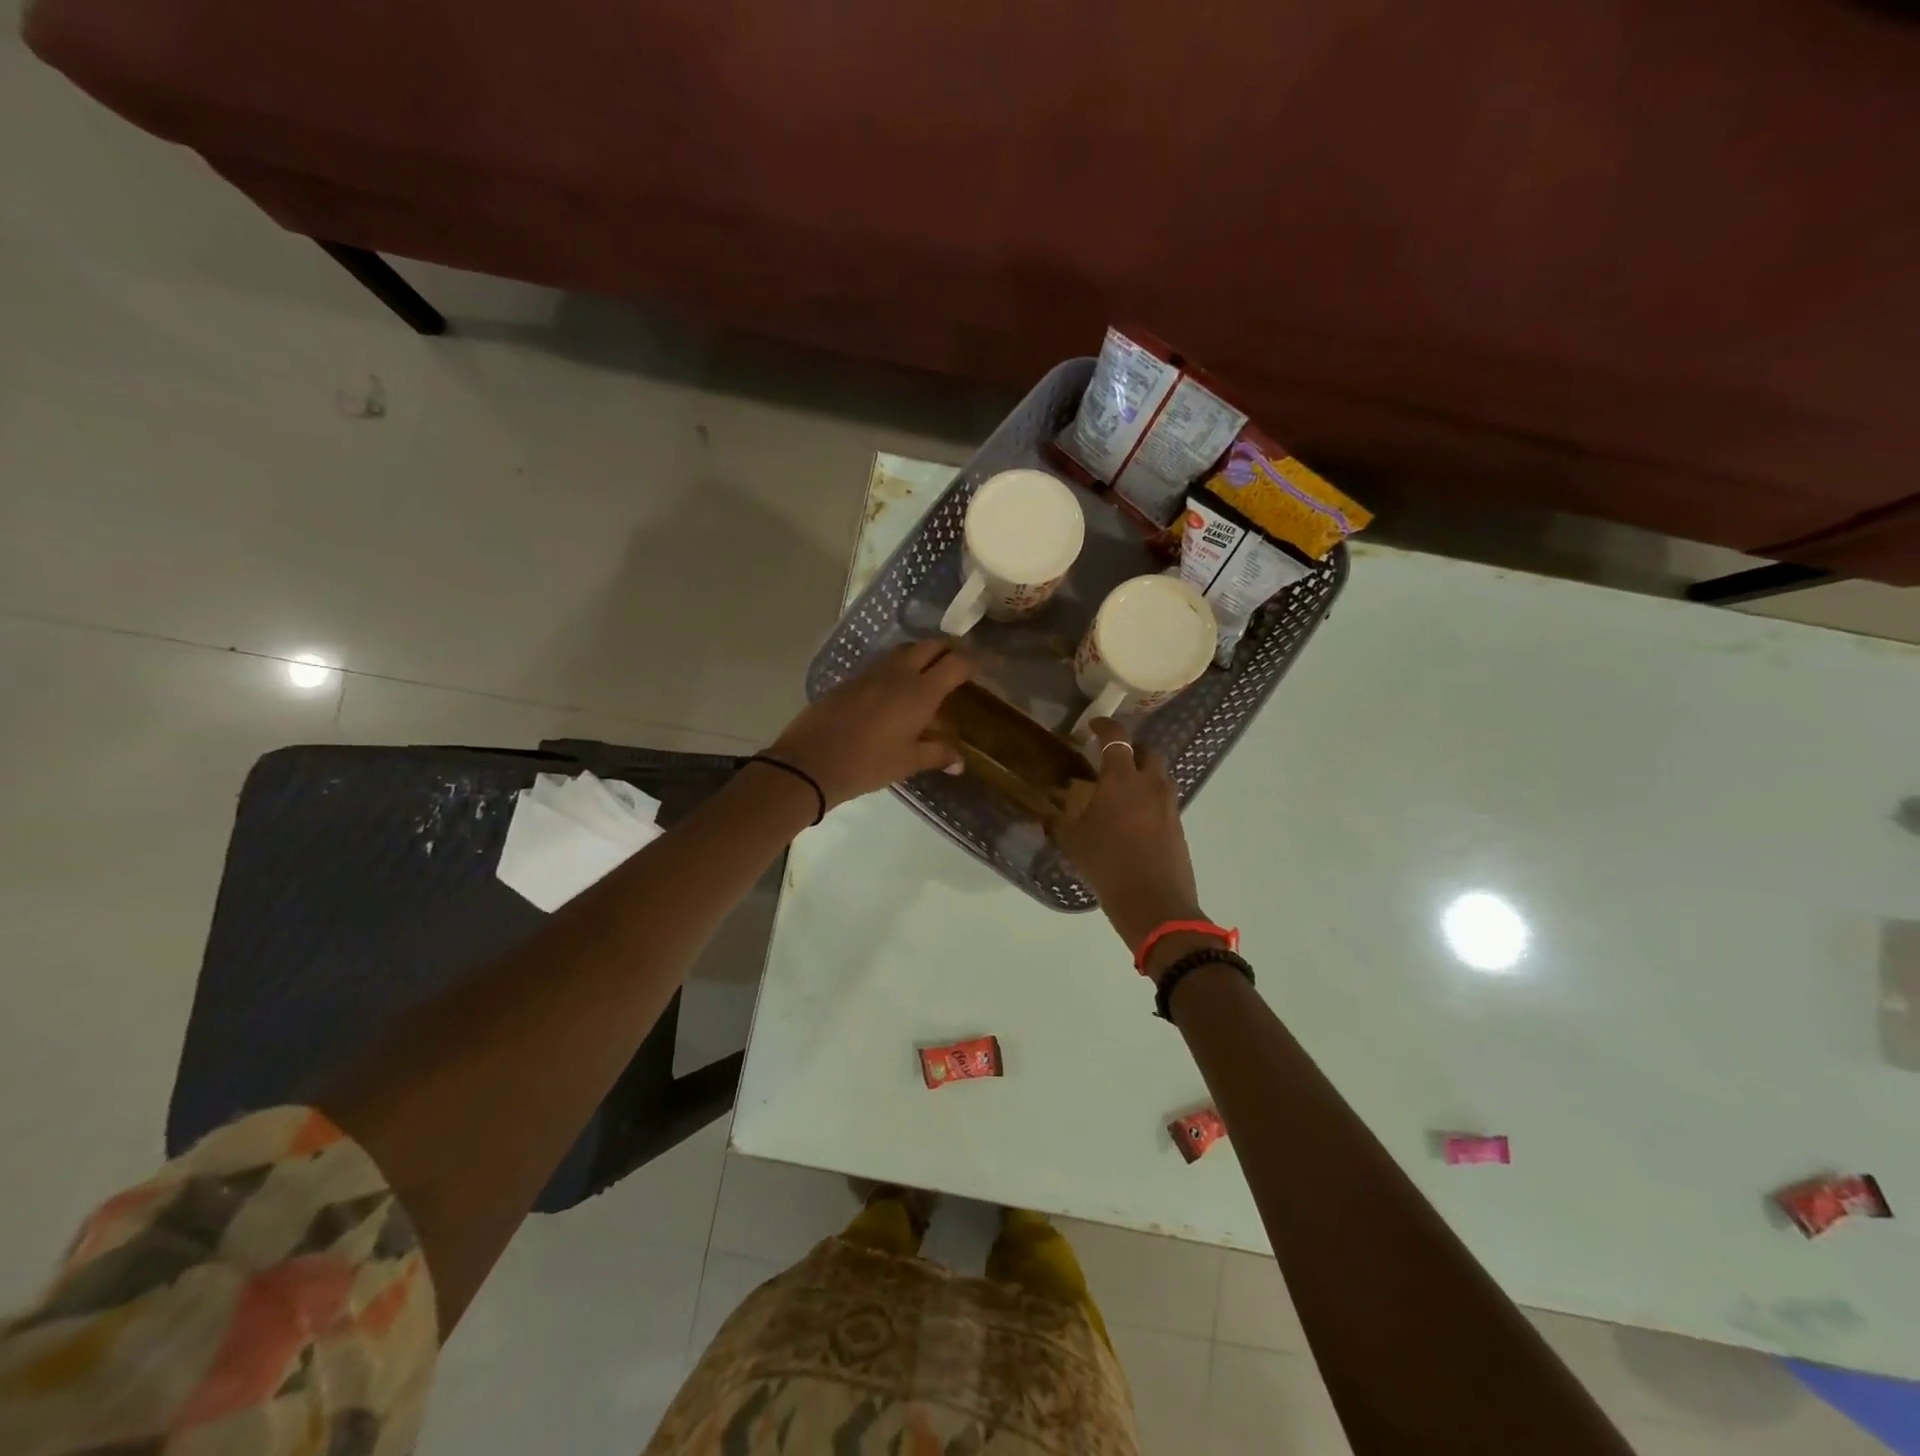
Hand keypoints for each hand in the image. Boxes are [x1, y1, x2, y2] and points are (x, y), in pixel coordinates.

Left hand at [763, 640, 973, 807]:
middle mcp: (899, 673)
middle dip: (952, 649)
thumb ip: (937, 754)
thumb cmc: (867, 764)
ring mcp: (872, 672)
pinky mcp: (852, 678)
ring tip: (934, 670)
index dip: (978, 660)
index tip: (993, 664)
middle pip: (932, 645)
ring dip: (925, 653)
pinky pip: (885, 662)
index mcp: (920, 691)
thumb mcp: (907, 762)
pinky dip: (901, 664)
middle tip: (963, 664)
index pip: (957, 663)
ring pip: (906, 649)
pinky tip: (900, 685)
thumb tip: (960, 761)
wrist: (810, 761)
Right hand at [1051, 719, 1204, 959]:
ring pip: (1158, 775)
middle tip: (1110, 759)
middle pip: (1146, 751)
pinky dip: (1149, 798)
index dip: (1105, 726)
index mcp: (1121, 779)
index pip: (1117, 738)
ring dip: (1141, 773)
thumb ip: (1059, 820)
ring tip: (1120, 790)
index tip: (1093, 725)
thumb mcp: (1072, 842)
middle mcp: (1150, 783)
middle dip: (1130, 749)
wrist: (1155, 903)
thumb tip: (1048, 811)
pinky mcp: (1178, 824)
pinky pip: (1163, 799)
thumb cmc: (1108, 865)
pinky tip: (1132, 818)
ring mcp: (1169, 804)